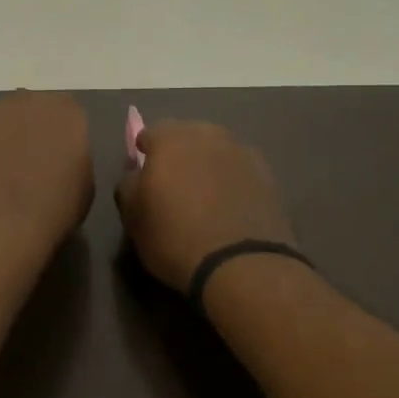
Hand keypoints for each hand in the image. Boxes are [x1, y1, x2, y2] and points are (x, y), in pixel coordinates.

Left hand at [0, 92, 94, 261]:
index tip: (56, 157)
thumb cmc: (53, 212)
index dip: (59, 135)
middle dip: (26, 130)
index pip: (66, 113)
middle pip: (27, 110)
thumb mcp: (83, 187)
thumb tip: (55, 160)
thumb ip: (71, 160)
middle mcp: (26, 102)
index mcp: (65, 113)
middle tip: (24, 165)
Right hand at [115, 120, 295, 292]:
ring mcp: (244, 152)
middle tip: (174, 186)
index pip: (150, 132)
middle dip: (179, 155)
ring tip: (204, 199)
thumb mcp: (133, 217)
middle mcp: (209, 134)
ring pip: (217, 152)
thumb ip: (129, 185)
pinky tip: (229, 209)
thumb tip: (137, 174)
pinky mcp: (269, 175)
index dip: (145, 153)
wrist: (241, 265)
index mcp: (171, 139)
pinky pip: (240, 171)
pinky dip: (232, 182)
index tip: (144, 176)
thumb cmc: (175, 237)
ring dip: (208, 167)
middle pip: (188, 137)